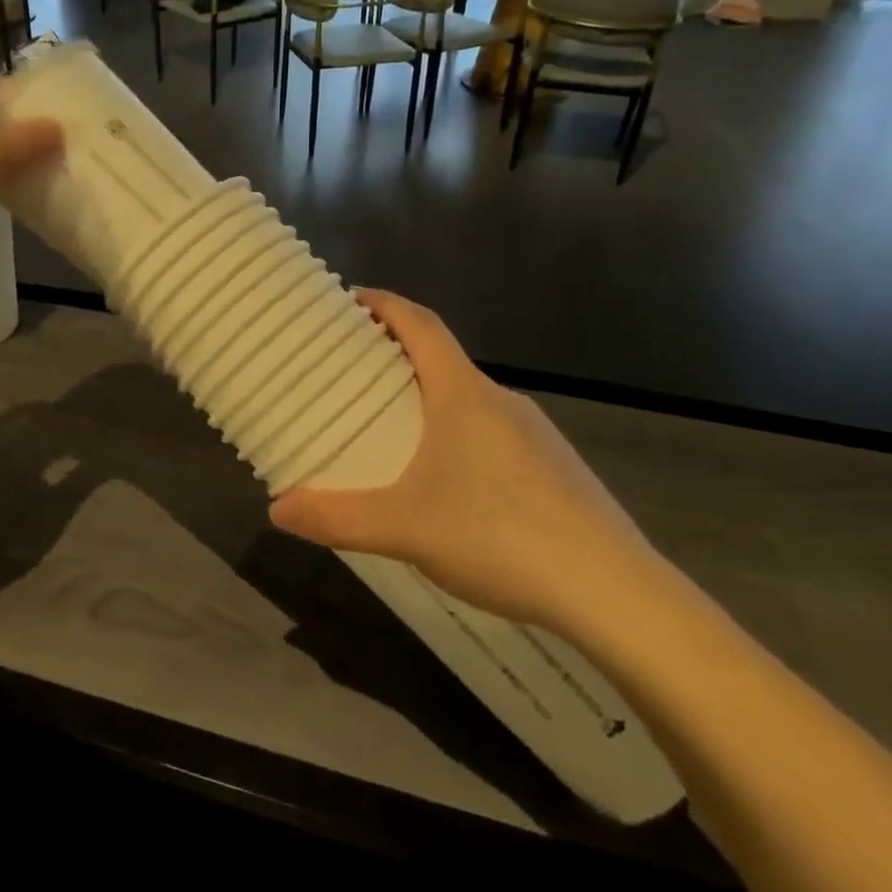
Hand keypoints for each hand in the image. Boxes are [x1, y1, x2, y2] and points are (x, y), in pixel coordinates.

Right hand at [269, 290, 663, 634]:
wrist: (614, 592)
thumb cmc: (499, 535)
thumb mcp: (404, 528)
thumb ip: (337, 517)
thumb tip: (277, 509)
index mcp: (463, 395)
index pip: (422, 325)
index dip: (387, 304)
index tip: (354, 298)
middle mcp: (502, 401)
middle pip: (445, 360)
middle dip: (400, 358)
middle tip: (359, 375)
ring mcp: (537, 434)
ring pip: (472, 401)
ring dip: (433, 401)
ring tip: (399, 433)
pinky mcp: (558, 468)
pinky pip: (497, 433)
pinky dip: (463, 436)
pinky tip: (455, 486)